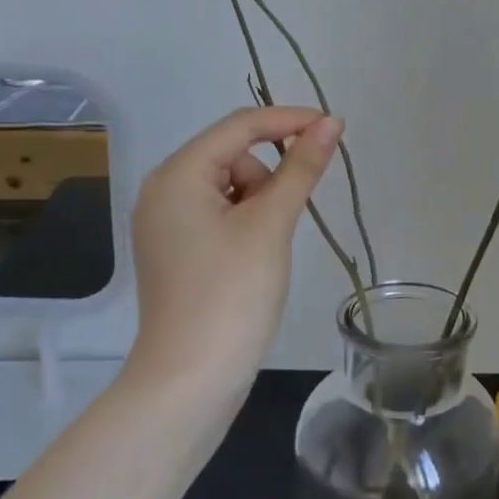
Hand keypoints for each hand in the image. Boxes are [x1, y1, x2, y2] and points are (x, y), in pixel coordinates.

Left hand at [130, 106, 343, 382]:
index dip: (289, 120)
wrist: (191, 379)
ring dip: (260, 201)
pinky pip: (219, 213)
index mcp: (178, 175)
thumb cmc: (232, 294)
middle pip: (233, 155)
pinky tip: (254, 255)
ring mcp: (166, 222)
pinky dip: (246, 221)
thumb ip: (301, 168)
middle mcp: (163, 189)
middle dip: (269, 175)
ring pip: (230, 185)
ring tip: (266, 246)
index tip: (335, 128)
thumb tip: (331, 123)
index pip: (240, 125)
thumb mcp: (271, 224)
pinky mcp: (177, 248)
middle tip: (282, 221)